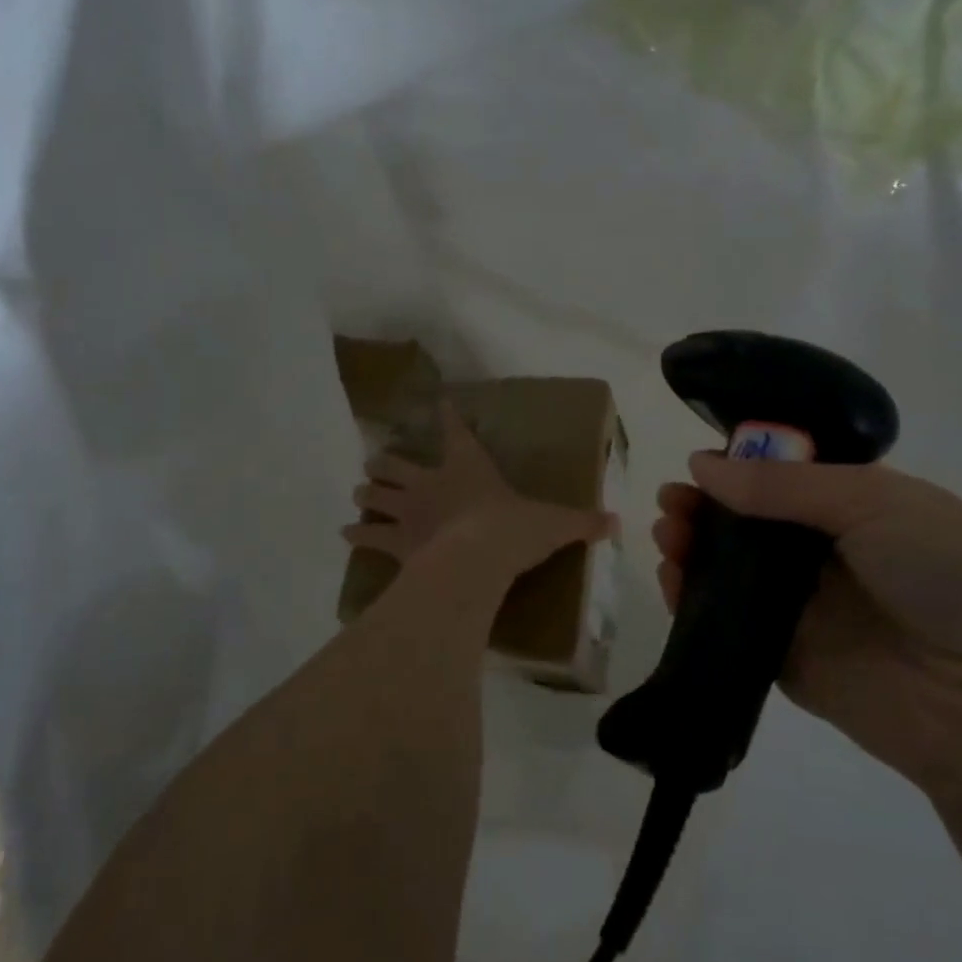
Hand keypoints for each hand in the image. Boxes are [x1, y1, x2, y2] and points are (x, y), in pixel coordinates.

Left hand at [346, 402, 614, 578]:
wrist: (477, 559)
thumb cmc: (513, 530)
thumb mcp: (555, 523)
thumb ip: (583, 522)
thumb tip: (616, 522)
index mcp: (467, 468)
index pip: (455, 431)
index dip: (446, 416)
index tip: (438, 402)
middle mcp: (431, 483)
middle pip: (397, 463)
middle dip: (385, 462)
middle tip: (378, 462)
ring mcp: (409, 512)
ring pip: (376, 495)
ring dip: (368, 494)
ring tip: (360, 493)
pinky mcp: (397, 542)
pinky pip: (370, 537)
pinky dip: (357, 535)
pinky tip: (346, 534)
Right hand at [654, 455, 961, 795]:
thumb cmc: (953, 577)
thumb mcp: (876, 503)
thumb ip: (782, 485)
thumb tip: (702, 465)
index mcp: (865, 508)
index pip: (788, 478)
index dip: (740, 467)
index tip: (699, 464)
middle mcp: (835, 557)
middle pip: (754, 524)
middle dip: (709, 508)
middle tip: (672, 503)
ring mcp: (811, 612)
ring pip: (737, 573)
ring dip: (696, 550)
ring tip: (668, 535)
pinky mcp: (790, 664)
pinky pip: (733, 625)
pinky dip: (696, 602)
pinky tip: (671, 580)